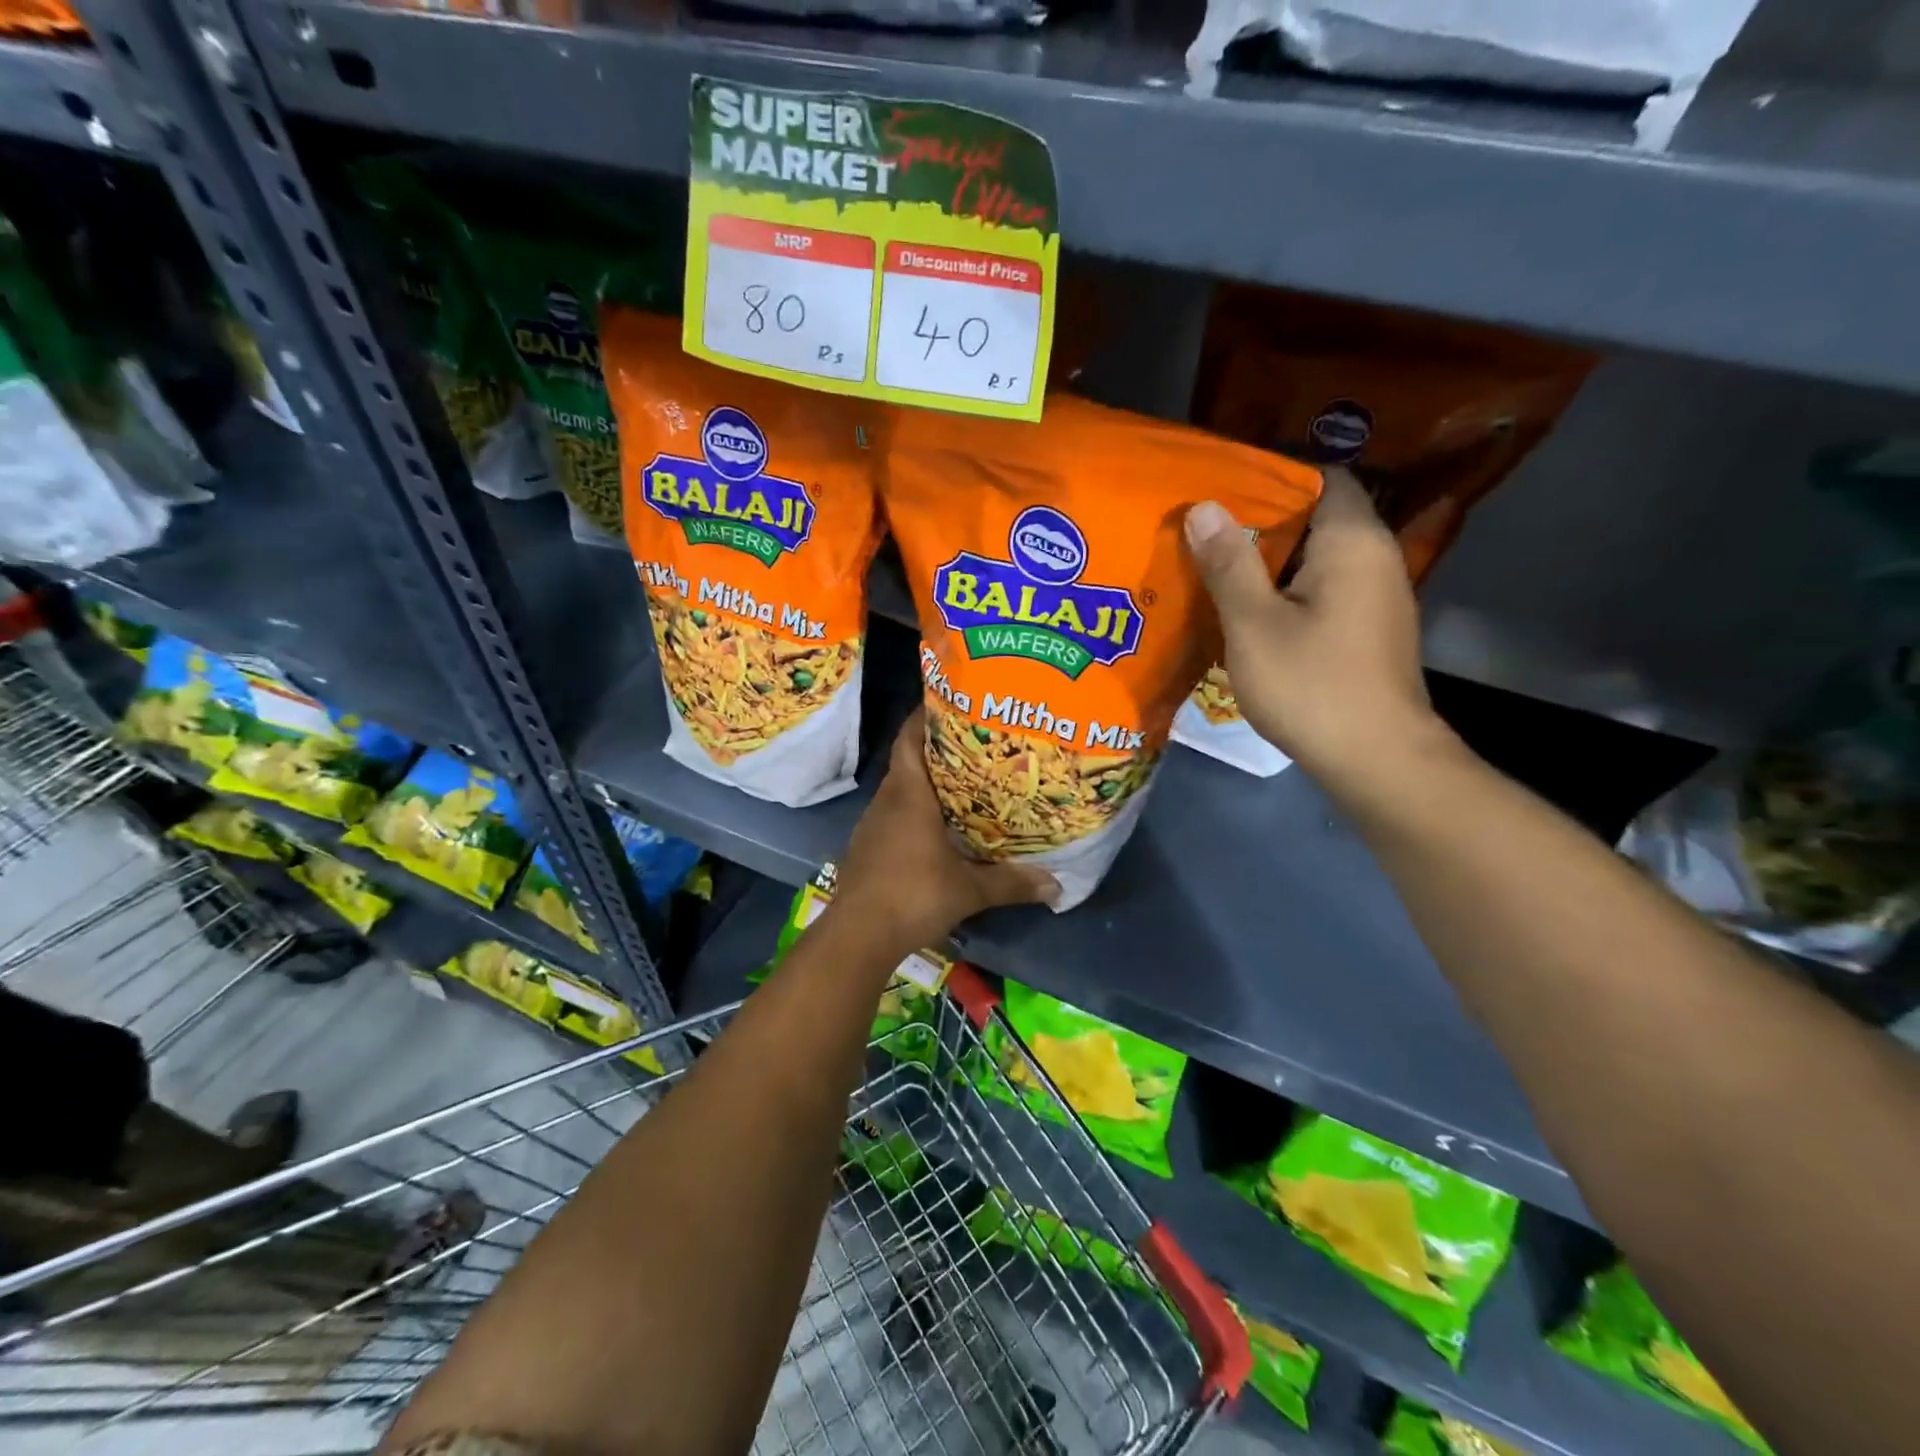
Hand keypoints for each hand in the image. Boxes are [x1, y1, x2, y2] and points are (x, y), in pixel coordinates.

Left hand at [833, 710, 1057, 952]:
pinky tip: (938, 826)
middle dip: (938, 750)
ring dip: (927, 783)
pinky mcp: (867, 846)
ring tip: (964, 782)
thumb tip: (1057, 886)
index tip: (951, 703)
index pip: (909, 738)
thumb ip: (1012, 883)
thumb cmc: (913, 895)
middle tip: (976, 745)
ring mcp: (873, 824)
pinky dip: (915, 810)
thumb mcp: (969, 890)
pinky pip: (894, 814)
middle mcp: (887, 800)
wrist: (858, 934)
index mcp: (908, 794)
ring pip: (901, 789)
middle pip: (909, 761)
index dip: (925, 716)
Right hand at [1184, 469, 1449, 793]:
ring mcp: (1376, 597)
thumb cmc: (1312, 685)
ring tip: (1215, 566)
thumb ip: (1229, 563)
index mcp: (1352, 542)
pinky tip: (1248, 611)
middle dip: (1261, 521)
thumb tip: (1204, 507)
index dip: (1272, 476)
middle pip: (1317, 518)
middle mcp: (1375, 558)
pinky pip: (1324, 589)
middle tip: (1205, 529)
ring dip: (1270, 560)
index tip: (1222, 487)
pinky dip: (1287, 590)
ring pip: (1317, 558)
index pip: (1321, 476)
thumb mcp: (1254, 623)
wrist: (1375, 759)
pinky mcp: (1369, 630)